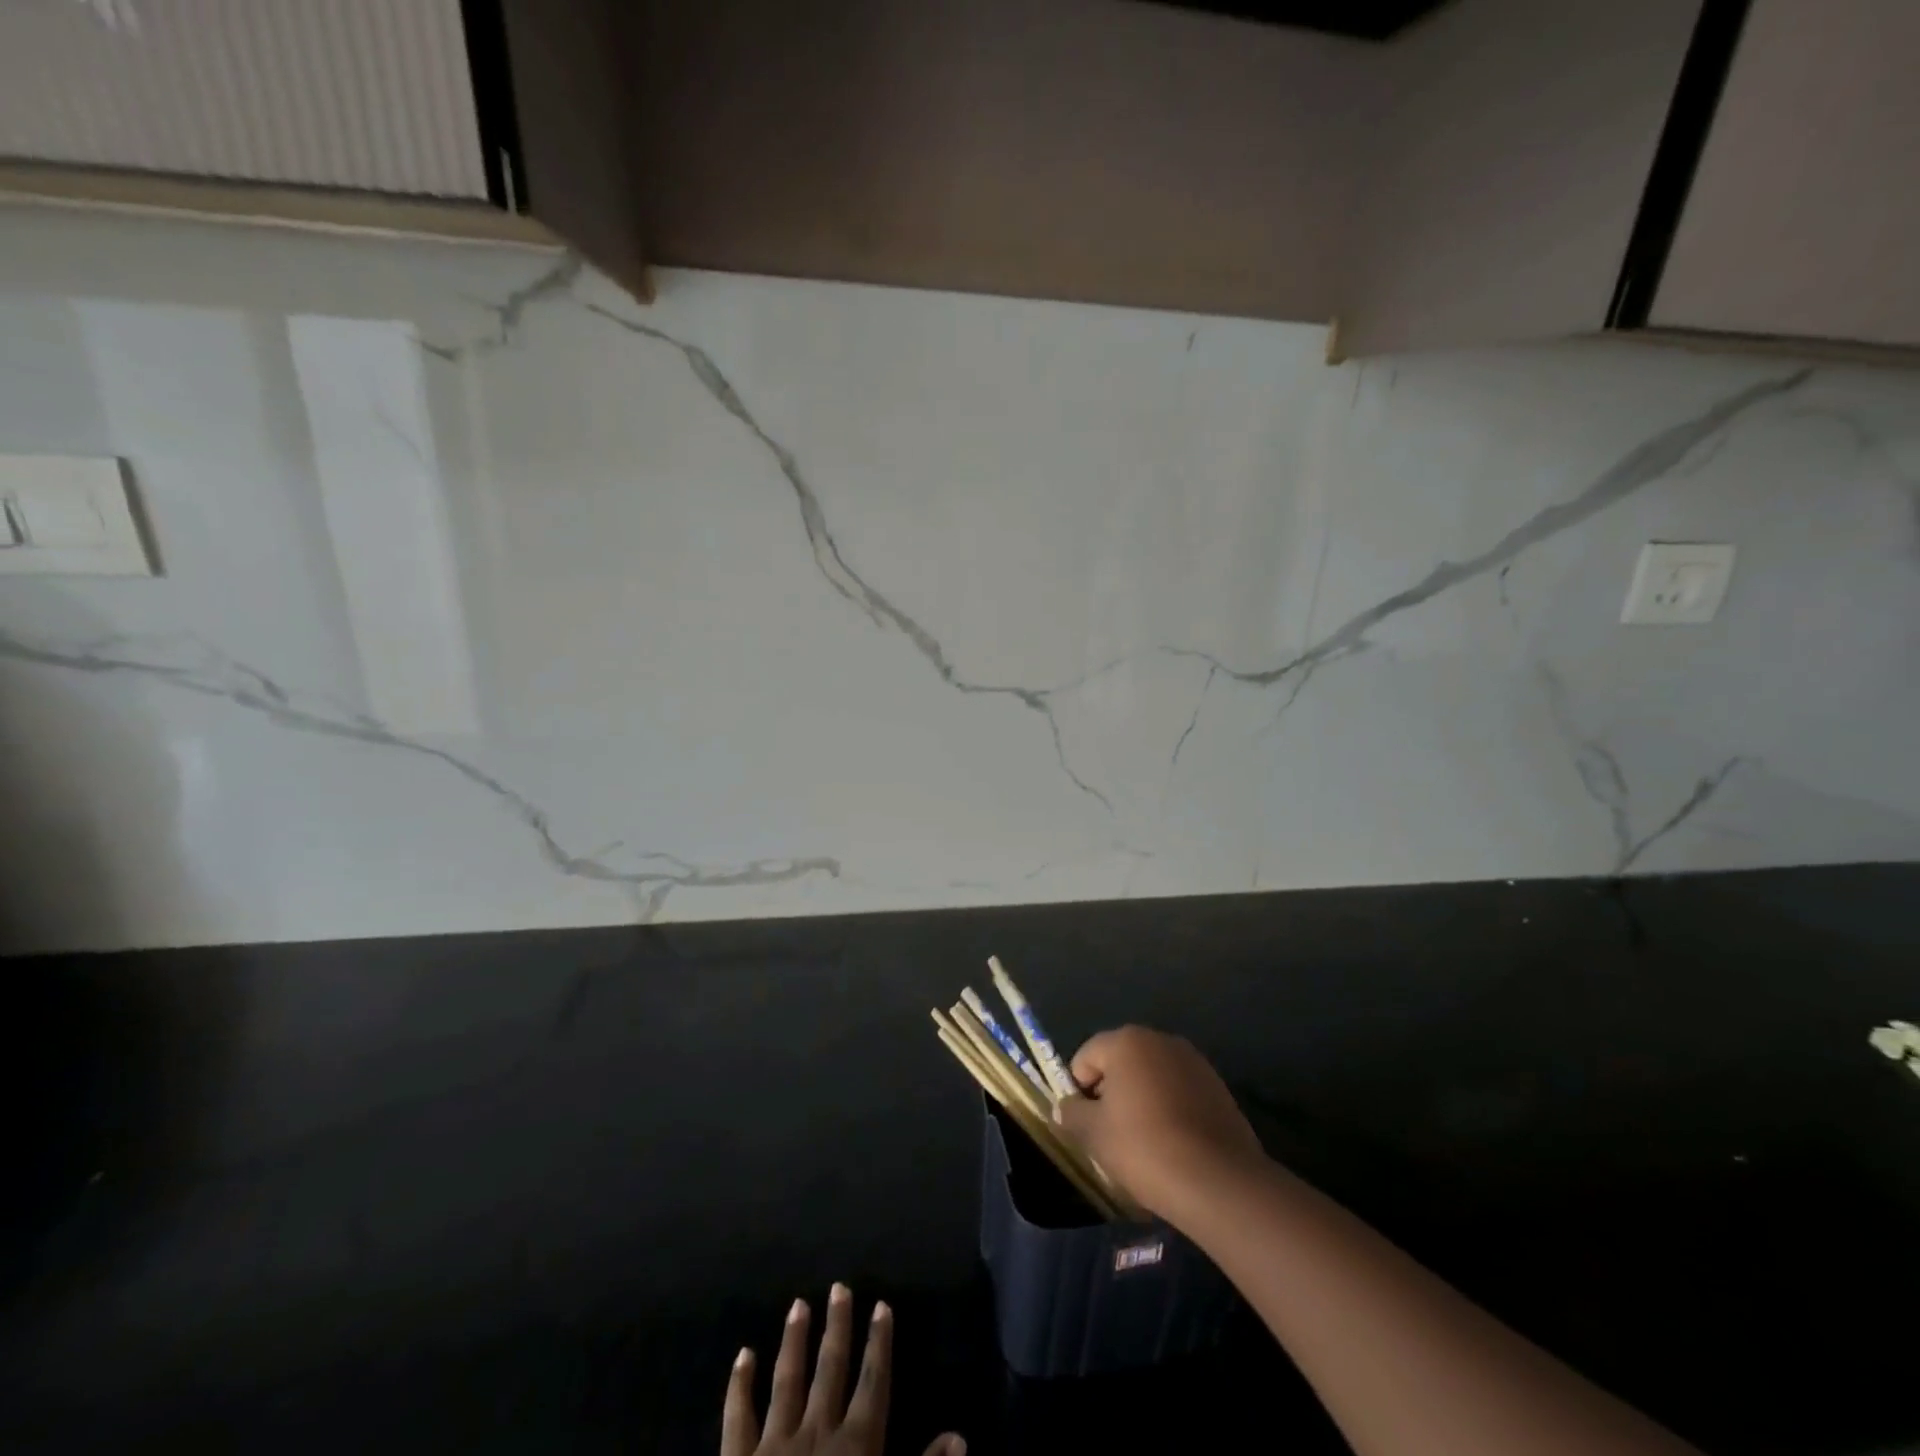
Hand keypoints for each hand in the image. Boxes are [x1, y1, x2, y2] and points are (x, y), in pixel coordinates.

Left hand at [721, 1283, 964, 1455]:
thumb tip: (959, 1436)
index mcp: (856, 1445)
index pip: (873, 1382)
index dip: (879, 1343)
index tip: (881, 1304)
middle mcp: (817, 1431)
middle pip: (830, 1369)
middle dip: (837, 1327)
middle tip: (839, 1286)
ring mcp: (775, 1444)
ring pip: (787, 1380)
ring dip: (794, 1341)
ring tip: (798, 1304)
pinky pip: (738, 1418)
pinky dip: (740, 1385)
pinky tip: (743, 1354)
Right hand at [1054, 1025, 1266, 1222]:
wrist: (1219, 1181)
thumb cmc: (1145, 1147)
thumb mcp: (1094, 1134)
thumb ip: (1072, 1114)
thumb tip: (1066, 1107)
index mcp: (1127, 1041)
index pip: (1086, 1056)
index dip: (1078, 1089)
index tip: (1084, 1124)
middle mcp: (1161, 1040)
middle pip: (1121, 1062)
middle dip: (1111, 1092)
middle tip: (1110, 1134)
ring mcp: (1194, 1062)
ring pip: (1152, 1077)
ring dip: (1142, 1100)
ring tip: (1144, 1143)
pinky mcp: (1218, 1087)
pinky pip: (1180, 1092)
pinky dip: (1170, 1110)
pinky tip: (1173, 1145)